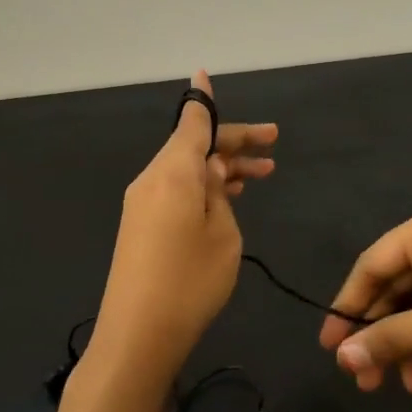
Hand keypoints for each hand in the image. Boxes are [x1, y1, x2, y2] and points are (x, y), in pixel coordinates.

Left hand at [90, 70, 276, 372]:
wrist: (138, 336)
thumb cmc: (190, 281)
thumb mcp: (223, 233)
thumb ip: (220, 193)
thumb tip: (212, 169)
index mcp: (173, 173)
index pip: (193, 123)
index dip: (206, 102)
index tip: (206, 76)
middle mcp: (153, 180)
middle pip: (194, 146)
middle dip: (234, 142)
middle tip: (273, 143)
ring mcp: (143, 203)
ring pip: (188, 169)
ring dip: (223, 167)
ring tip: (264, 172)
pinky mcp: (141, 226)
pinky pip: (176, 190)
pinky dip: (204, 186)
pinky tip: (230, 194)